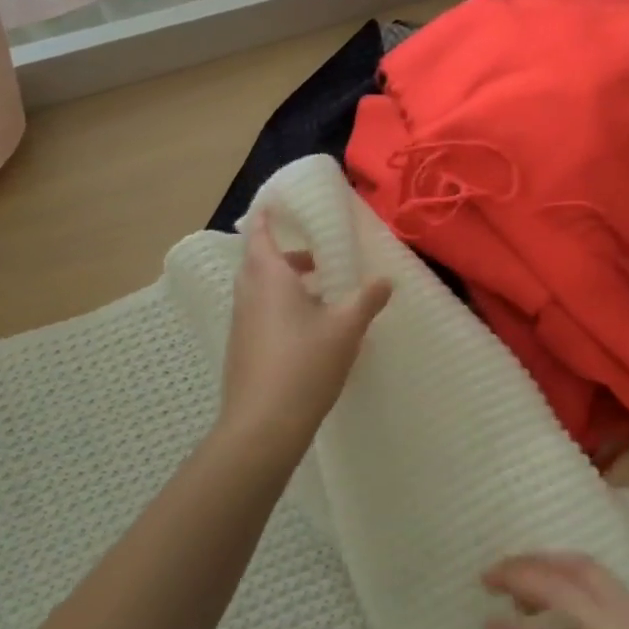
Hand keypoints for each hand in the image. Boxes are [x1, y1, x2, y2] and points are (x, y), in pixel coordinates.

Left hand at [219, 211, 391, 447]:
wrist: (262, 425)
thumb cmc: (305, 364)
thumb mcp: (346, 327)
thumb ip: (367, 300)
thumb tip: (386, 280)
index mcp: (269, 278)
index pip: (261, 235)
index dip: (266, 217)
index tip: (273, 203)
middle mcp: (249, 295)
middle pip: (260, 263)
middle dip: (285, 256)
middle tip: (315, 257)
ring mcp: (242, 324)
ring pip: (260, 291)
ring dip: (285, 285)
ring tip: (321, 295)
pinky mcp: (243, 350)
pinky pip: (260, 315)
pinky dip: (280, 309)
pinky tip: (308, 332)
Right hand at [483, 553, 628, 628]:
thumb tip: (491, 625)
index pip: (564, 585)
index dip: (520, 576)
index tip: (483, 580)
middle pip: (589, 575)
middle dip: (543, 570)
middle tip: (503, 583)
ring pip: (606, 599)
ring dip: (564, 595)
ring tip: (524, 617)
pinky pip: (619, 627)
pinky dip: (584, 626)